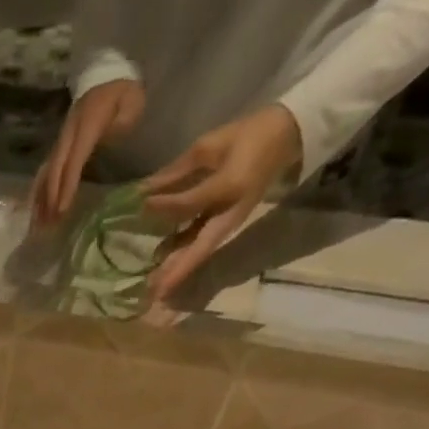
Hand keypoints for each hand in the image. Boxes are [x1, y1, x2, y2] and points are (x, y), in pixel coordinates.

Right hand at [33, 78, 145, 226]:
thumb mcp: (132, 101)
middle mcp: (68, 134)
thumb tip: (108, 143)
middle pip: (55, 169)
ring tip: (38, 224)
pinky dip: (40, 192)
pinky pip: (46, 171)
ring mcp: (61, 140)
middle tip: (48, 225)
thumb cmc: (122, 92)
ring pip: (47, 172)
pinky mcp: (59, 146)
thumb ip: (123, 122)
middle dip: (51, 198)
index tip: (62, 210)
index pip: (74, 160)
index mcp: (87, 124)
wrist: (106, 75)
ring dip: (41, 199)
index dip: (67, 186)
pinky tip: (37, 211)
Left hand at [141, 103, 301, 301]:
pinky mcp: (226, 226)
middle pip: (200, 248)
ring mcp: (229, 223)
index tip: (141, 204)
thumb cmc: (249, 136)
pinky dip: (183, 257)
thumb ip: (177, 170)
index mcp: (230, 185)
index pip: (190, 203)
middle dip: (176, 271)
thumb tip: (144, 189)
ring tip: (154, 291)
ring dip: (178, 272)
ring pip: (200, 252)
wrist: (286, 137)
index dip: (164, 205)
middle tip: (153, 292)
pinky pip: (202, 245)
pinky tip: (162, 267)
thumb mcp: (212, 144)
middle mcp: (230, 213)